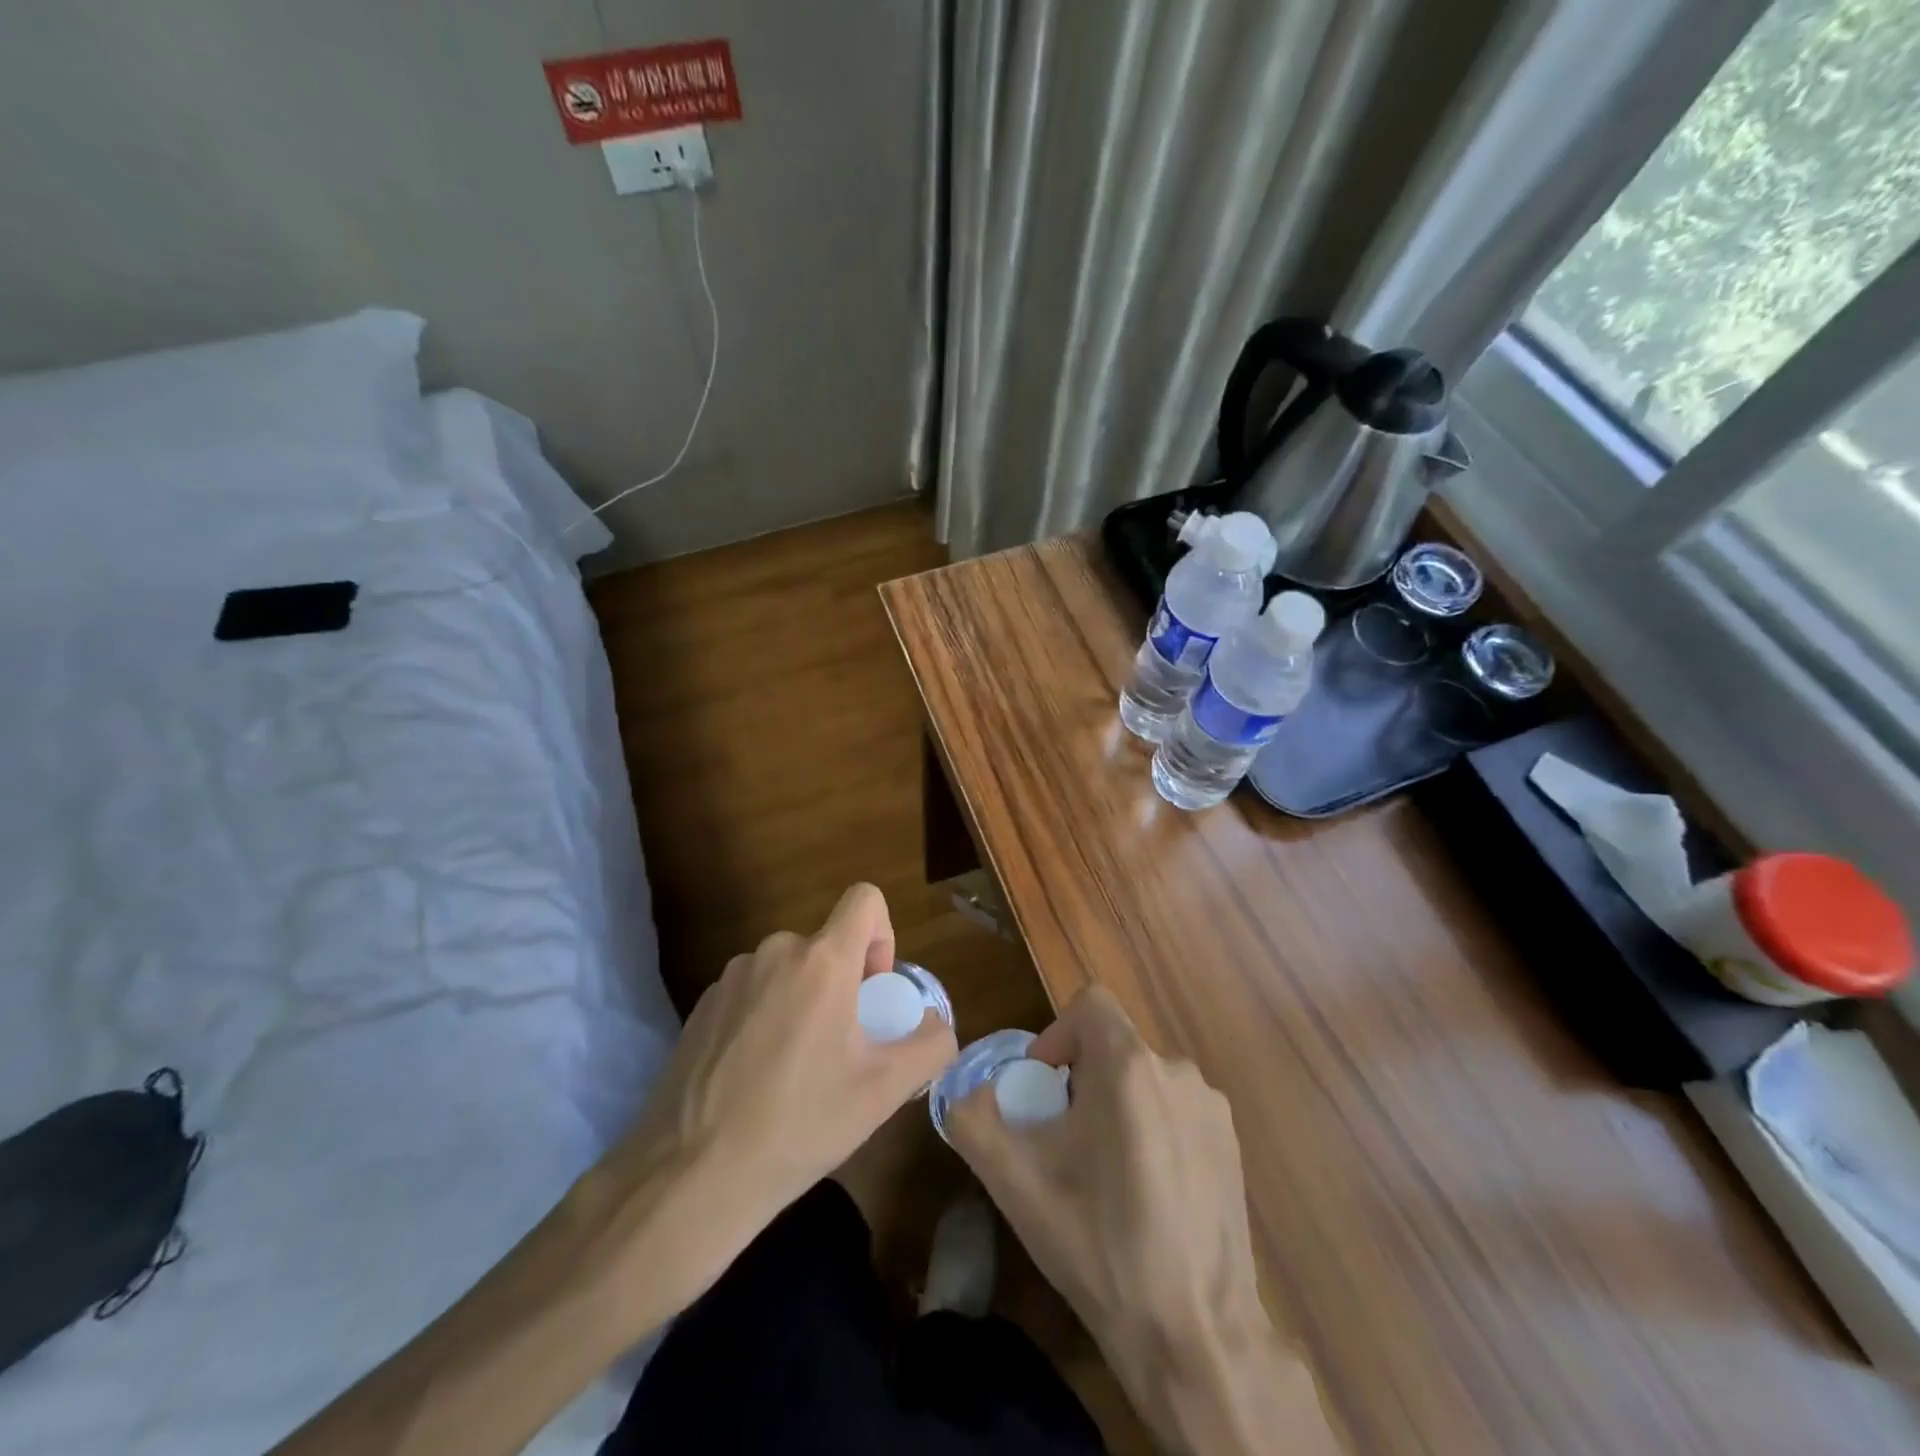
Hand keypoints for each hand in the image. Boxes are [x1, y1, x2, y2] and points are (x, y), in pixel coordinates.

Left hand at [581, 883, 956, 1315]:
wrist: (690, 1174)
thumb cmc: (799, 1124)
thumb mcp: (884, 1093)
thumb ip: (929, 1045)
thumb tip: (934, 1024)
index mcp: (822, 961)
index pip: (864, 899)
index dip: (882, 935)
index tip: (873, 990)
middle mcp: (775, 952)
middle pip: (827, 945)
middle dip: (843, 984)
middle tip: (840, 1049)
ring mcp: (731, 977)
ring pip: (788, 970)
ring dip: (803, 1002)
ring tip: (795, 1070)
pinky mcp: (701, 1005)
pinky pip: (753, 992)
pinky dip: (766, 1017)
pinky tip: (754, 1078)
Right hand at [948, 987, 1308, 1451]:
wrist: (1194, 1334)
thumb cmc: (1097, 1244)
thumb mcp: (1014, 1182)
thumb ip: (973, 1118)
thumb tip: (966, 1091)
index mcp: (1130, 1066)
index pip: (1090, 1003)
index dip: (1057, 1034)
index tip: (1043, 1087)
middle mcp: (1177, 1071)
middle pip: (1114, 1046)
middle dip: (1080, 1079)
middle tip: (1063, 1141)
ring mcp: (1212, 1109)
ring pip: (1145, 1080)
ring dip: (1116, 1107)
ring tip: (1103, 1174)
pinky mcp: (1232, 1145)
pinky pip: (1176, 1111)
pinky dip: (1152, 1130)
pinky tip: (1146, 1195)